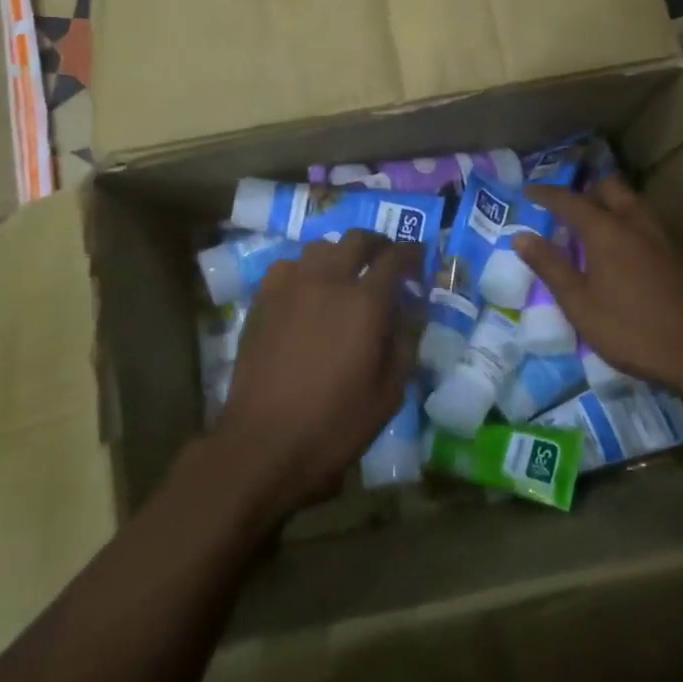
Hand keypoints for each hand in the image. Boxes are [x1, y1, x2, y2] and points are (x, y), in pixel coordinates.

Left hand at [215, 230, 419, 518]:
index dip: (412, 253)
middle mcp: (329, 280)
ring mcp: (291, 285)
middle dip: (378, 244)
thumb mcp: (389, 393)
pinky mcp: (263, 298)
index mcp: (366, 302)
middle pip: (357, 239)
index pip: (396, 258)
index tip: (419, 259)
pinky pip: (288, 266)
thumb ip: (405, 343)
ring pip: (320, 247)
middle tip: (385, 260)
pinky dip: (305, 270)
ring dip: (340, 254)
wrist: (264, 442)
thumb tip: (411, 311)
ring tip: (345, 274)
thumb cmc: (335, 424)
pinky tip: (306, 291)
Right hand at [519, 178, 682, 399]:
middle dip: (585, 191)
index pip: (568, 200)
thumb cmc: (631, 329)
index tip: (528, 191)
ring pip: (633, 202)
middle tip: (568, 211)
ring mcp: (663, 235)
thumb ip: (550, 266)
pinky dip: (630, 224)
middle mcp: (635, 221)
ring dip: (611, 205)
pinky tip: (628, 252)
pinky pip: (649, 222)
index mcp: (606, 229)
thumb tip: (521, 236)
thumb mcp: (579, 304)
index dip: (546, 193)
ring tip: (596, 228)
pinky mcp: (682, 253)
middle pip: (608, 188)